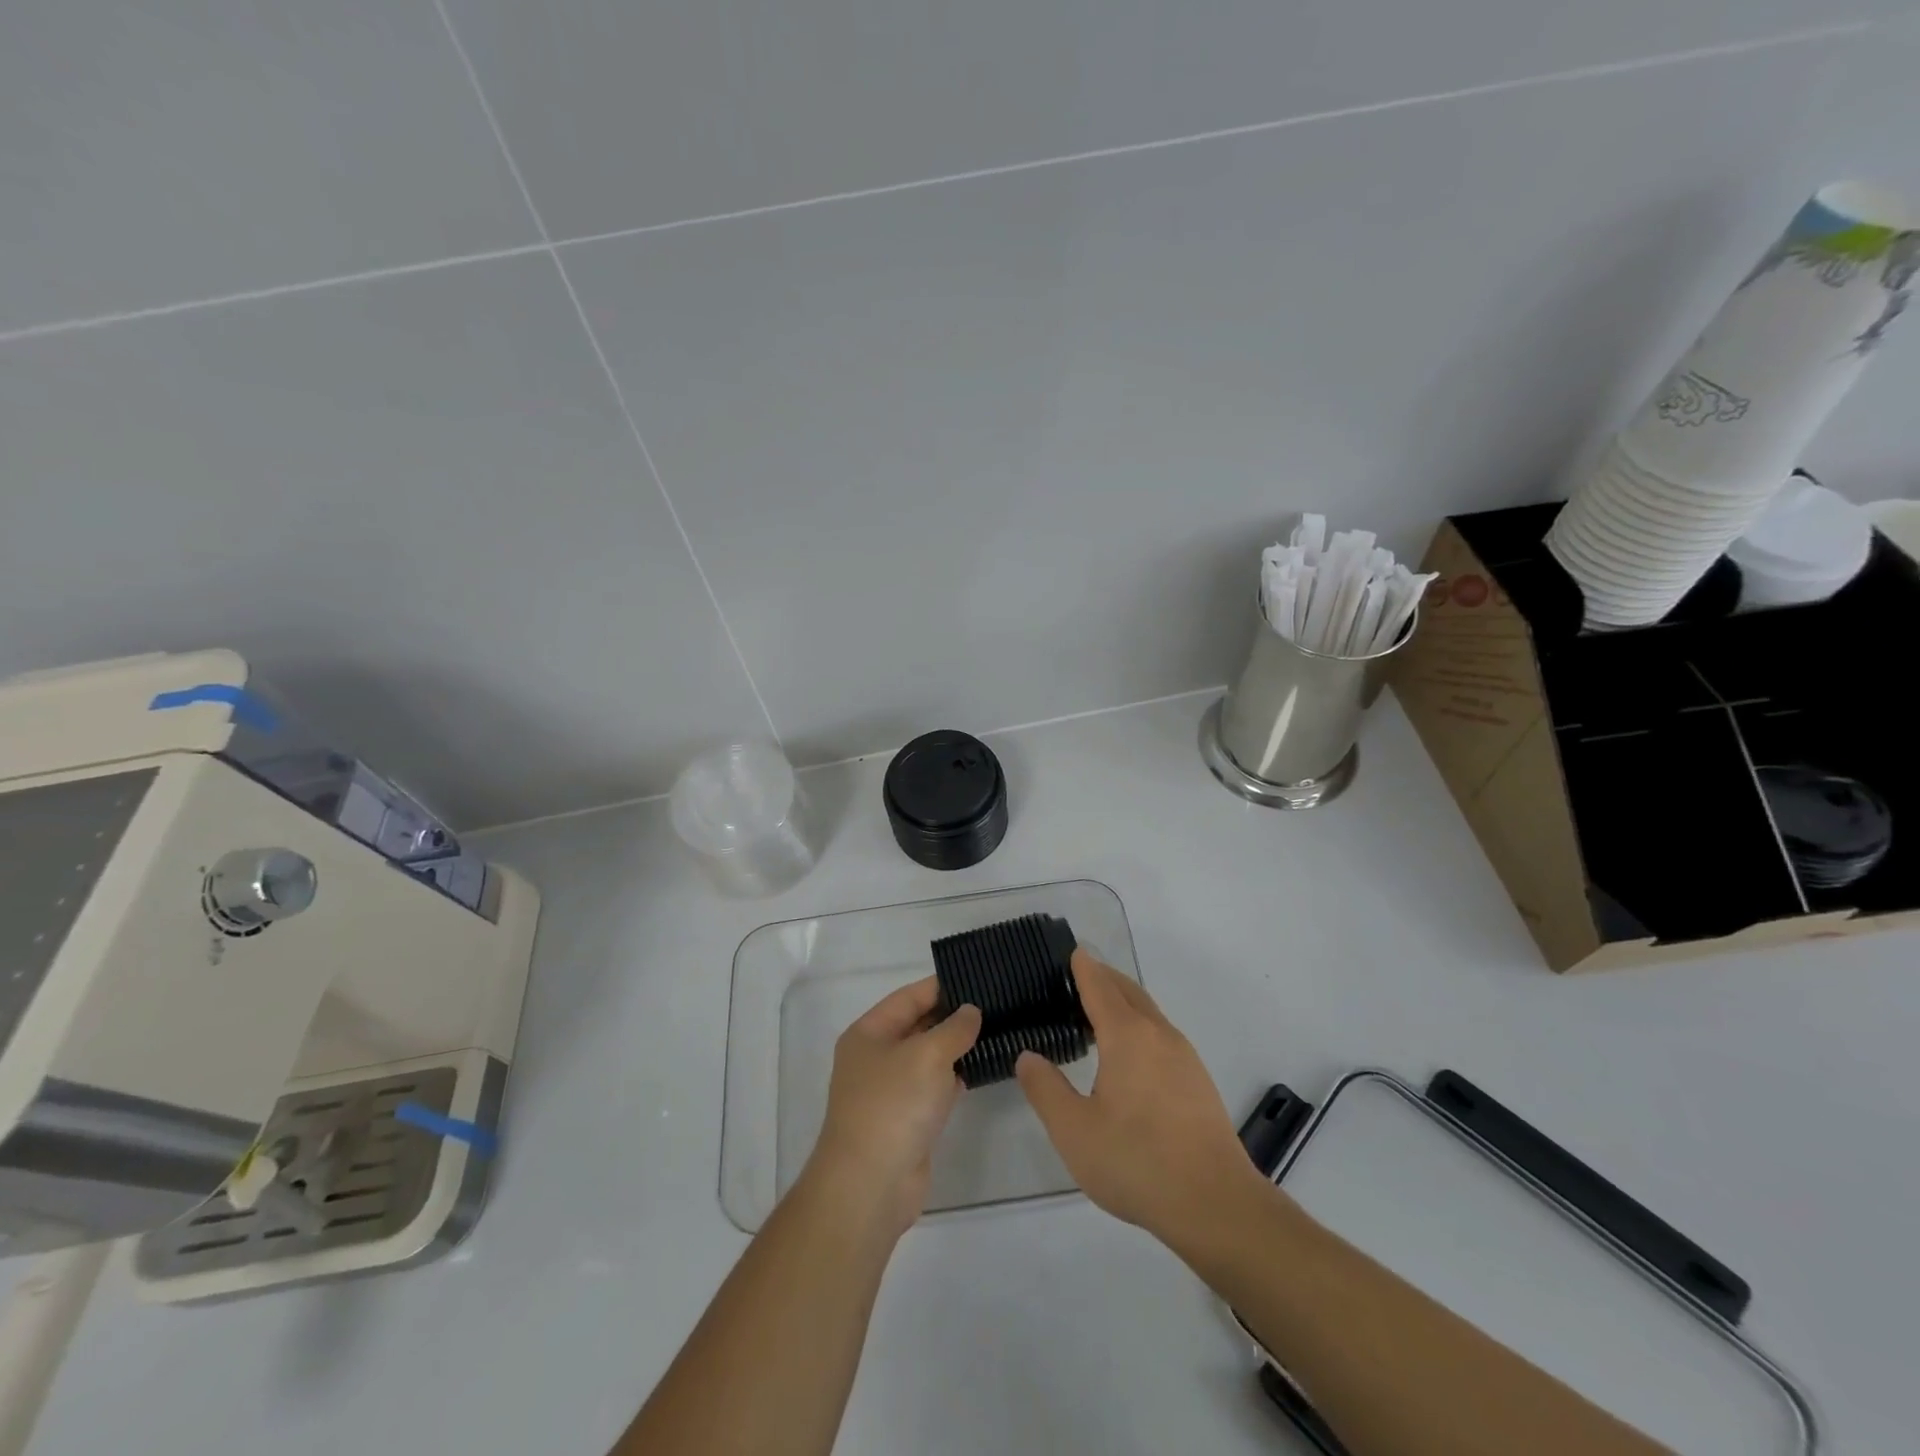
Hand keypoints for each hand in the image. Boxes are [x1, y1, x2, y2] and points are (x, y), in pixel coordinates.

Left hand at [804, 978, 981, 1237]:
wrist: (870, 1185)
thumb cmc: (893, 1106)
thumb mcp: (927, 1055)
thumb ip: (954, 1028)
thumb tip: (971, 1011)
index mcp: (868, 1033)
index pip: (908, 997)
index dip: (941, 986)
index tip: (978, 977)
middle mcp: (876, 1057)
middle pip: (918, 1025)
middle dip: (953, 1016)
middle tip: (996, 1003)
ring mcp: (891, 1090)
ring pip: (929, 1057)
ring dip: (957, 1047)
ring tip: (998, 1029)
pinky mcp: (908, 1119)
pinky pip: (935, 1086)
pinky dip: (956, 1077)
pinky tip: (984, 1067)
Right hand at [1015, 950, 1261, 1243]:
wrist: (1216, 1204)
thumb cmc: (1137, 1162)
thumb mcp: (1074, 1131)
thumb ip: (1045, 1089)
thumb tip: (1028, 1056)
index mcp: (1127, 1035)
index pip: (1100, 986)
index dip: (1083, 967)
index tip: (1072, 951)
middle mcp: (1158, 1034)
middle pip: (1128, 991)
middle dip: (1104, 978)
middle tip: (1077, 978)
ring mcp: (1184, 1057)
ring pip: (1148, 1013)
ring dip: (1123, 1002)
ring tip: (1096, 1015)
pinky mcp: (1198, 1081)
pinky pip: (1161, 1035)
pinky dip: (1139, 1026)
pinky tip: (1129, 1056)